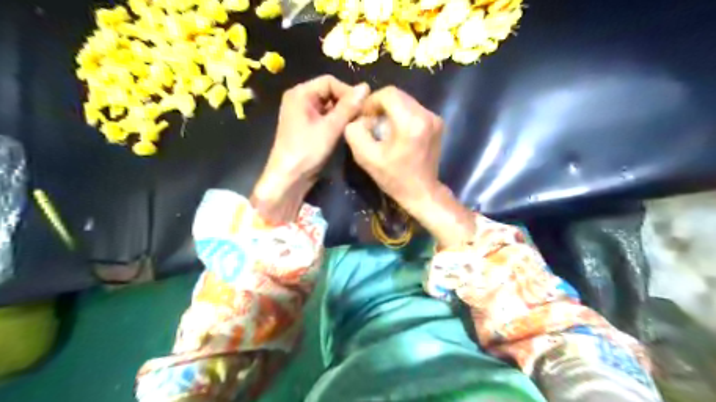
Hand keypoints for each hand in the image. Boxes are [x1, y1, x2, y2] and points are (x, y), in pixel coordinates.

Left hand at [252, 76, 371, 224]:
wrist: (289, 178)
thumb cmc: (307, 150)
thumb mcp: (330, 128)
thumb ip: (348, 107)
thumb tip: (366, 87)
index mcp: (300, 93)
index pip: (329, 81)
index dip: (347, 91)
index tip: (363, 106)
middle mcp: (300, 99)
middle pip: (329, 92)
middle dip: (346, 103)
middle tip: (361, 116)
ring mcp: (302, 114)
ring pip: (329, 106)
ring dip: (343, 113)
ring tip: (356, 123)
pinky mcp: (307, 127)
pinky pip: (325, 117)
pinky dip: (336, 122)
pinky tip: (346, 130)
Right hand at [342, 87, 474, 246]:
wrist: (422, 192)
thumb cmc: (394, 178)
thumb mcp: (366, 158)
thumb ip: (355, 132)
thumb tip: (358, 118)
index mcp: (411, 122)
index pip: (388, 93)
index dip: (372, 102)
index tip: (365, 118)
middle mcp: (427, 115)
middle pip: (398, 95)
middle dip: (380, 106)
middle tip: (372, 123)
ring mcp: (435, 118)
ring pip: (406, 101)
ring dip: (391, 111)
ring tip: (383, 129)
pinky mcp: (437, 124)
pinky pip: (414, 110)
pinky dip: (402, 116)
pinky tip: (397, 133)